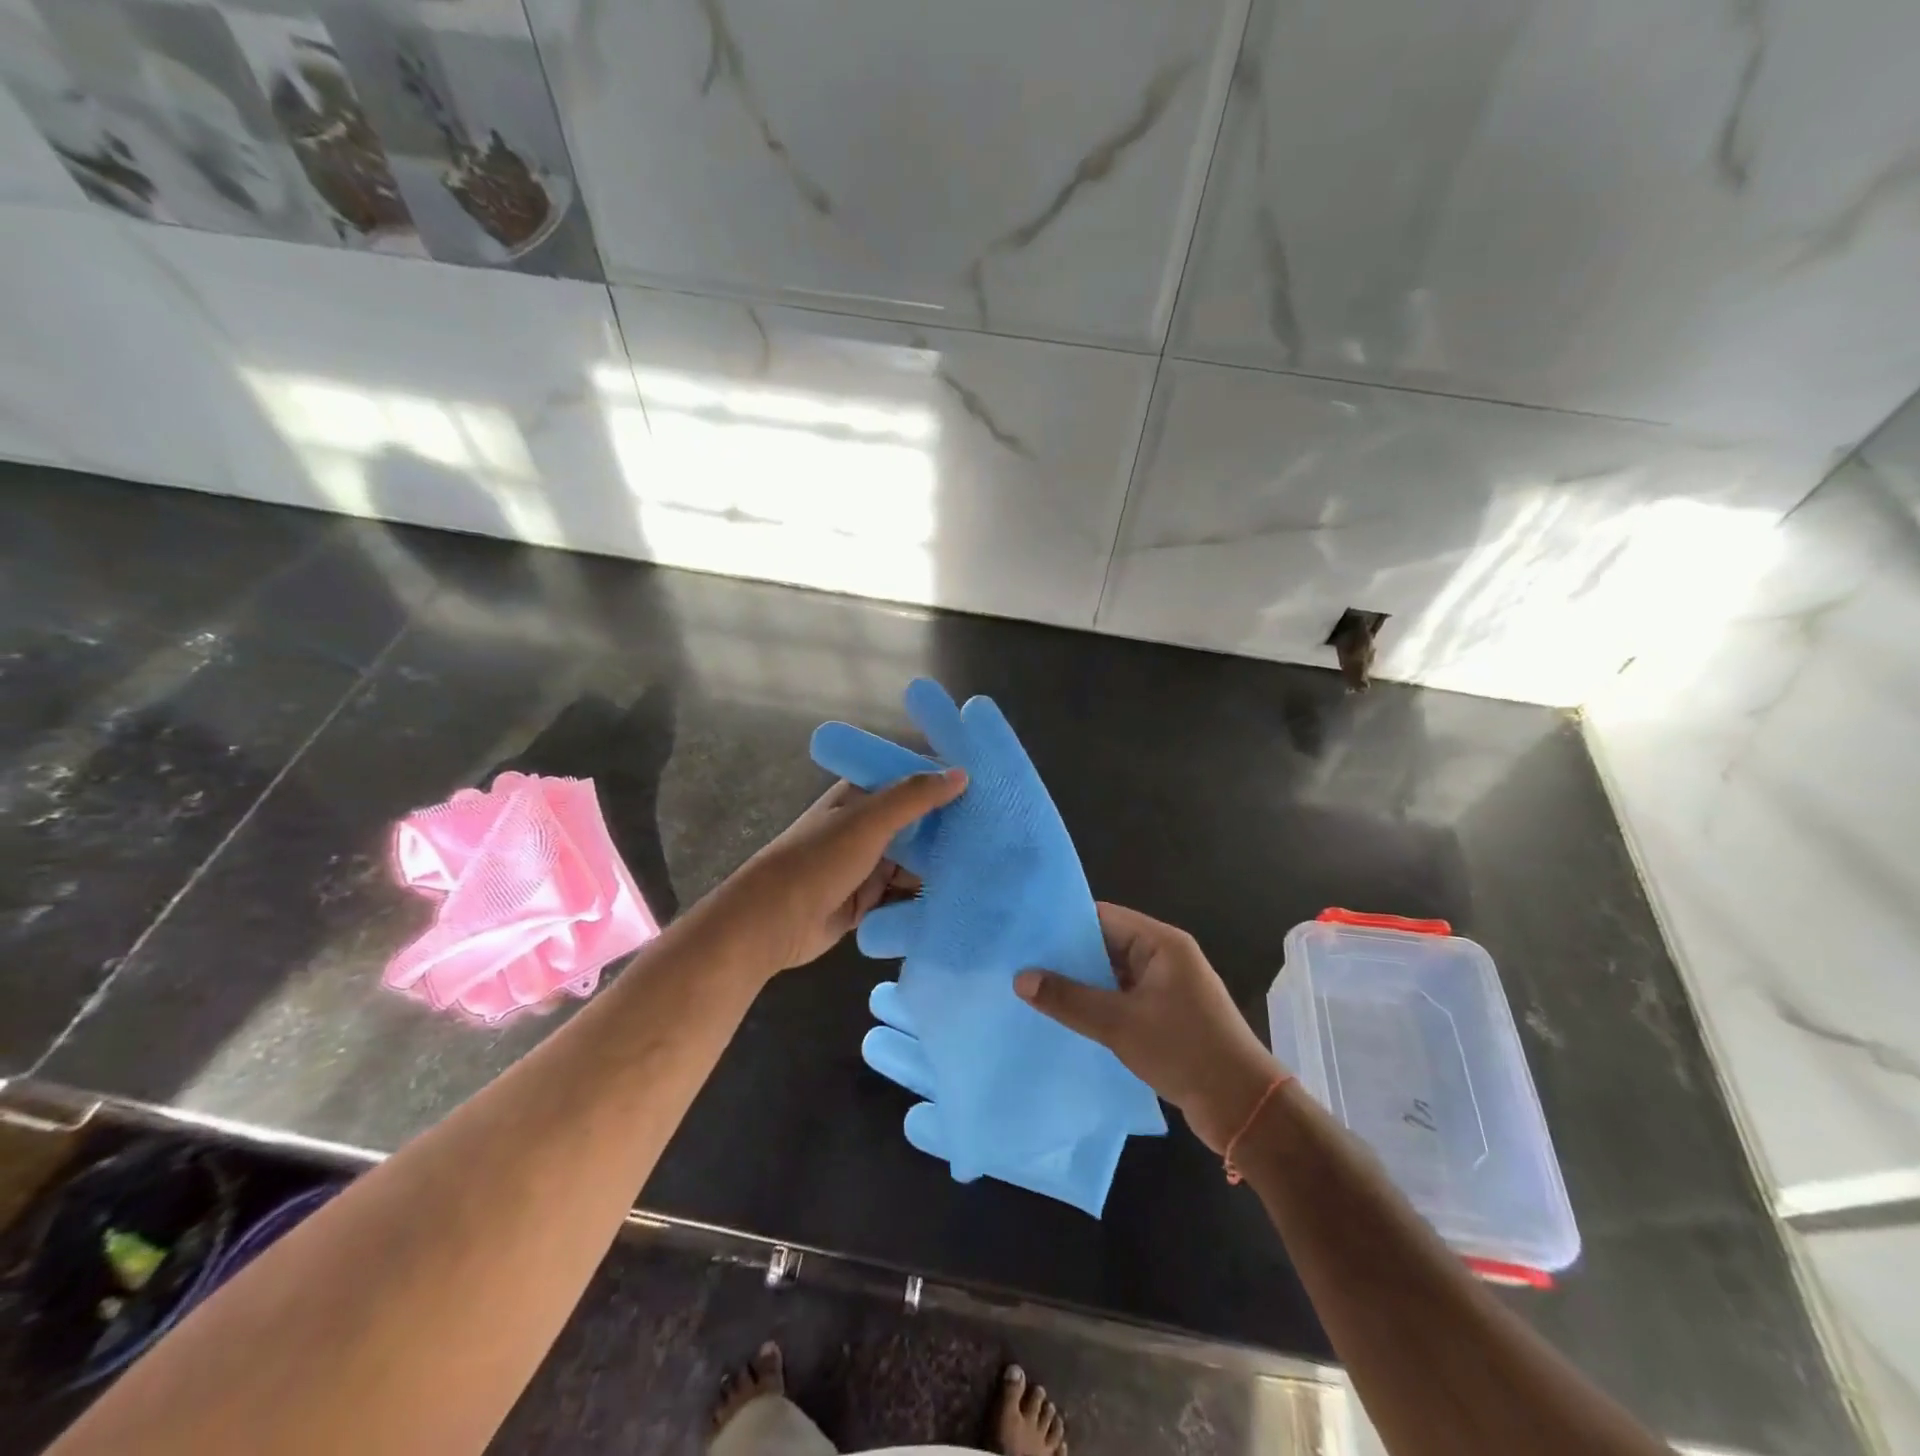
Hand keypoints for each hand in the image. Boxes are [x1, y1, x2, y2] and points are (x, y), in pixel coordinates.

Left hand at [712, 769, 967, 975]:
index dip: (947, 783)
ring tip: (990, 870)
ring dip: (941, 867)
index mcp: (863, 796)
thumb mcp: (868, 821)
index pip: (913, 781)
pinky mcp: (869, 900)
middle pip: (920, 824)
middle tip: (1001, 836)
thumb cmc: (817, 862)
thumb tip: (962, 773)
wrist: (770, 924)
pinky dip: (925, 897)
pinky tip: (960, 900)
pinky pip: (906, 894)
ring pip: (916, 861)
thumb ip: (914, 797)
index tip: (990, 790)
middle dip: (951, 831)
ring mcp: (868, 864)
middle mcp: (868, 826)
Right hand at [1015, 903, 1282, 1152]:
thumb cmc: (1185, 1051)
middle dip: (1068, 956)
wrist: (1245, 1108)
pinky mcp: (1167, 1016)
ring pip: (1113, 975)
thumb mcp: (1119, 1024)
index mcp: (1161, 943)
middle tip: (1021, 965)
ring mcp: (1168, 988)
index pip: (1103, 917)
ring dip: (1082, 984)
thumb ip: (1069, 999)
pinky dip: (1099, 1005)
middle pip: (1107, 945)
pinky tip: (1067, 1018)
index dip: (1064, 924)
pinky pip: (1124, 999)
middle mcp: (1165, 957)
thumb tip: (1021, 978)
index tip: (1026, 935)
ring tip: (1034, 990)